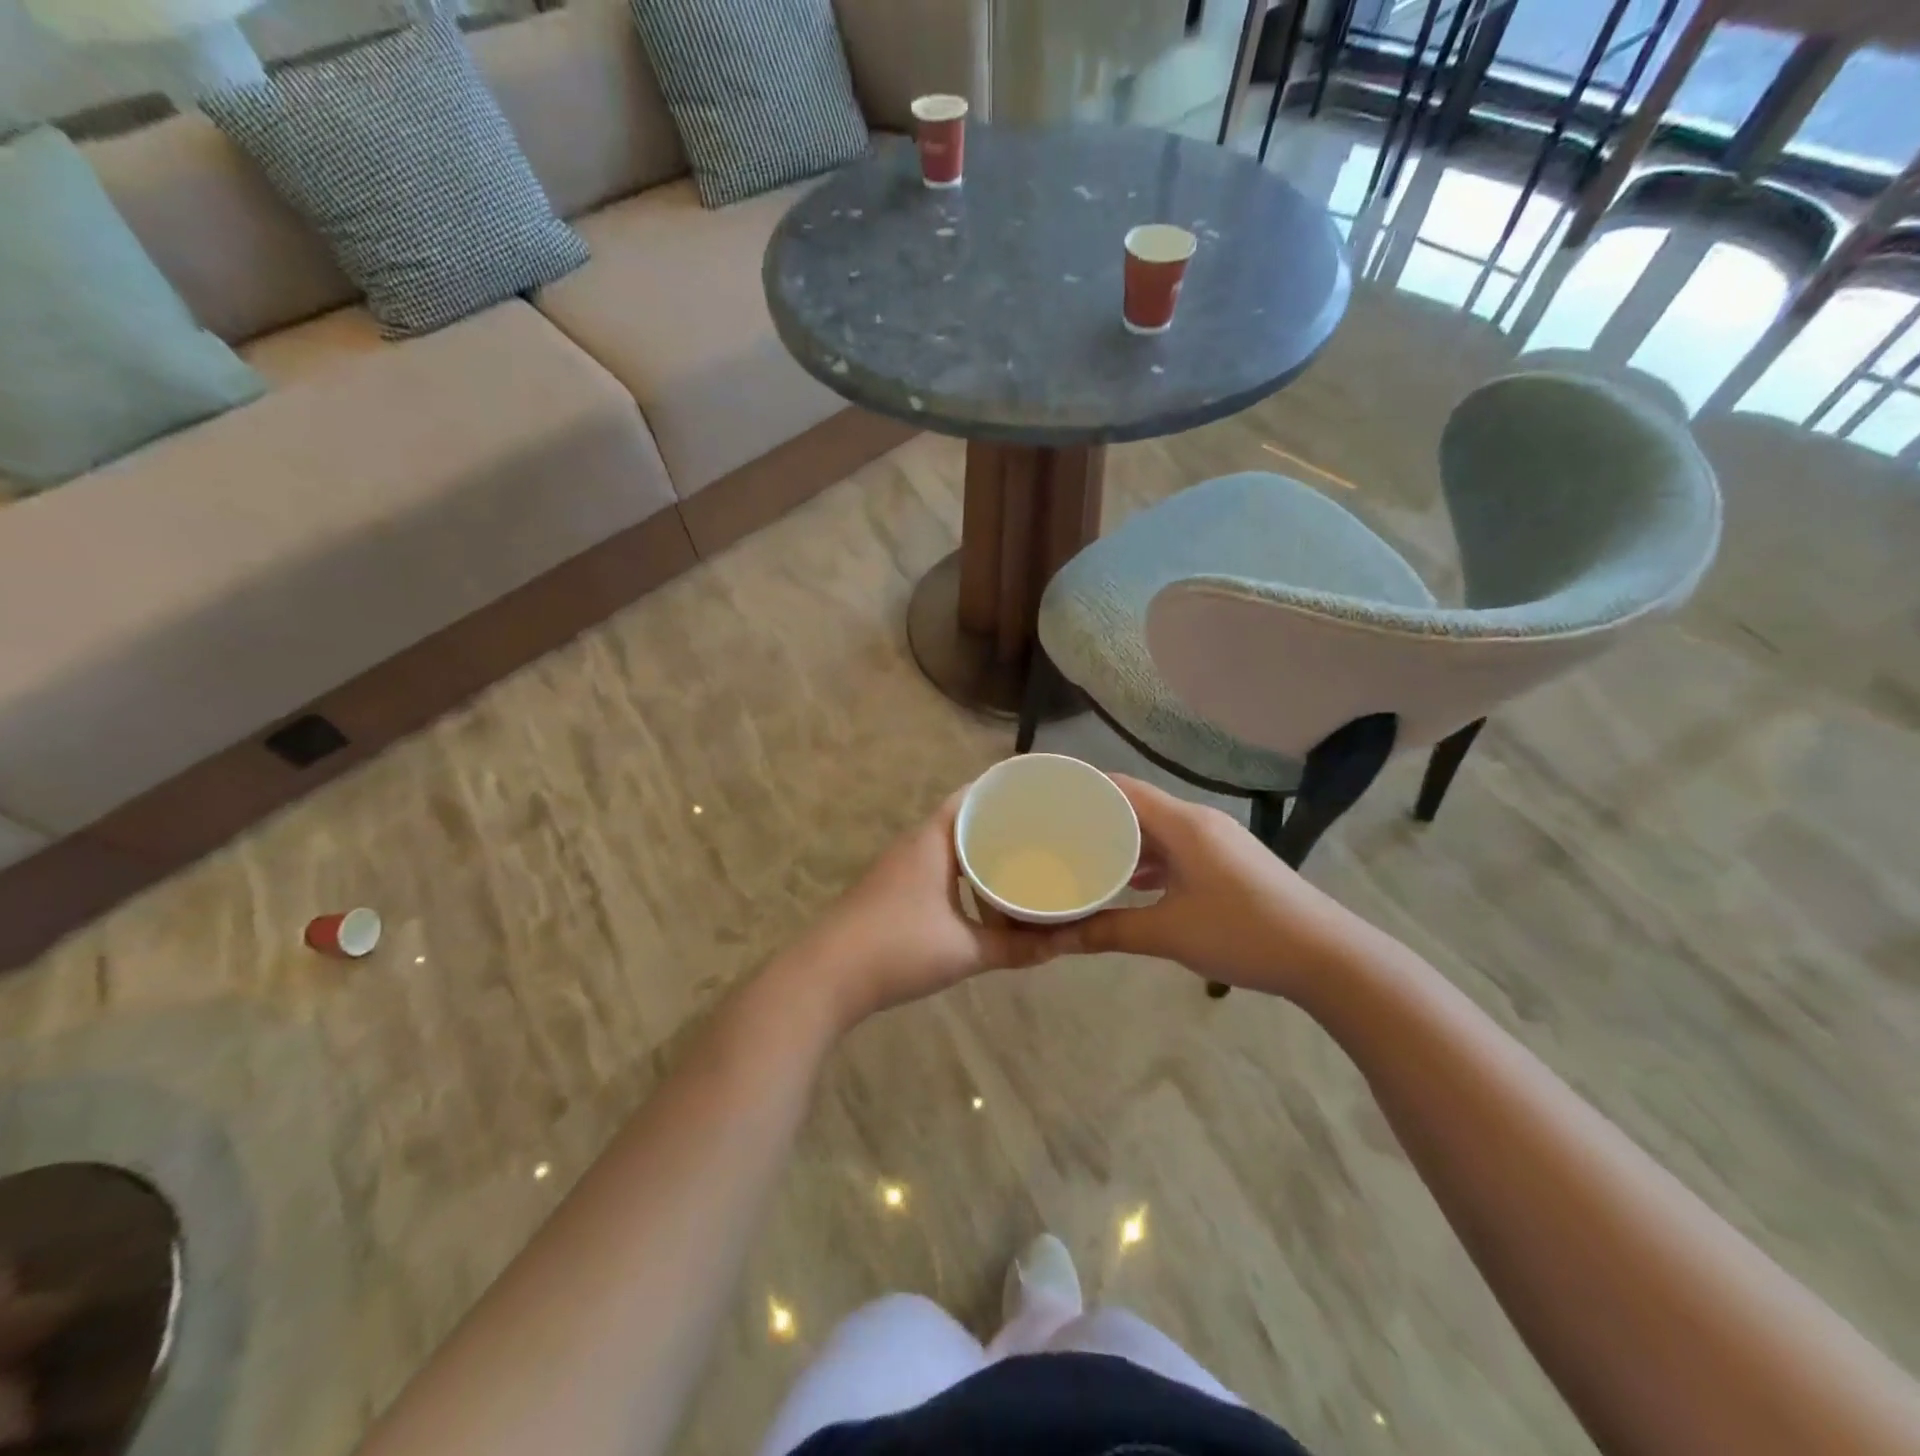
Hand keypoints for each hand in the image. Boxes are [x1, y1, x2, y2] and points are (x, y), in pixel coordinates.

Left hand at [794, 791, 1067, 1026]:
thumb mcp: (964, 949)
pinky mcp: (893, 890)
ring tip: (1022, 868)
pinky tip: (983, 903)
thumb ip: (1015, 947)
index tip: (1043, 796)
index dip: (1007, 792)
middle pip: (965, 821)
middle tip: (1045, 835)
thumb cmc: (898, 949)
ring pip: (951, 849)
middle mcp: (916, 844)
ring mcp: (900, 867)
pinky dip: (964, 878)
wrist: (826, 977)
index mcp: (934, 839)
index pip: (974, 795)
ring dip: (981, 857)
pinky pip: (939, 870)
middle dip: (1002, 826)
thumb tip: (1061, 945)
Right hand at [1050, 775, 1363, 997]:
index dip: (1084, 788)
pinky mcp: (1228, 862)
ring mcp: (1218, 841)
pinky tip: (1130, 884)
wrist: (1326, 956)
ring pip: (1158, 830)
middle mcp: (1199, 822)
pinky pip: (1177, 849)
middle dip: (1097, 818)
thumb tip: (1057, 939)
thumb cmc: (1243, 933)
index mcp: (1184, 824)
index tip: (1048, 799)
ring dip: (1124, 842)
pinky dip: (1150, 860)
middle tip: (1056, 833)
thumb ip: (1110, 930)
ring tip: (1083, 857)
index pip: (1123, 788)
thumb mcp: (1169, 933)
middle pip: (1138, 806)